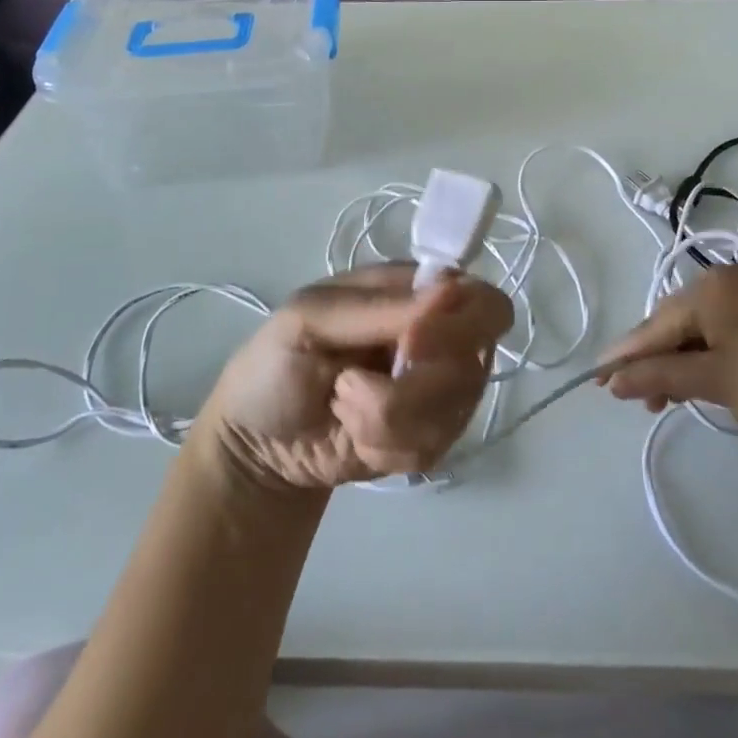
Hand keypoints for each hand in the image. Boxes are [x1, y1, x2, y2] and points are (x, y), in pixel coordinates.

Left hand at [201, 265, 512, 490]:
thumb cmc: (275, 364)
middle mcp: (437, 337)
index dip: (459, 325)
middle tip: (356, 389)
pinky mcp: (429, 436)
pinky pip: (437, 447)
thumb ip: (377, 307)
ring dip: (387, 420)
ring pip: (455, 409)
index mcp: (413, 292)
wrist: (257, 448)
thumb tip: (451, 290)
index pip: (479, 298)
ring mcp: (437, 390)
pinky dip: (387, 448)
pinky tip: (355, 437)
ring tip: (343, 408)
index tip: (411, 346)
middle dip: (417, 385)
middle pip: (477, 358)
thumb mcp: (308, 320)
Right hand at [600, 262, 737, 468]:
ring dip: (683, 362)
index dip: (625, 355)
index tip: (596, 381)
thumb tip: (611, 380)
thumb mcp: (716, 382)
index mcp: (712, 285)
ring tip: (669, 400)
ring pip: (704, 329)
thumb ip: (660, 377)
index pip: (655, 323)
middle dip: (656, 361)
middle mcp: (732, 278)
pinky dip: (713, 356)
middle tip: (638, 400)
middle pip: (677, 322)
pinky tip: (707, 381)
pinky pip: (730, 331)